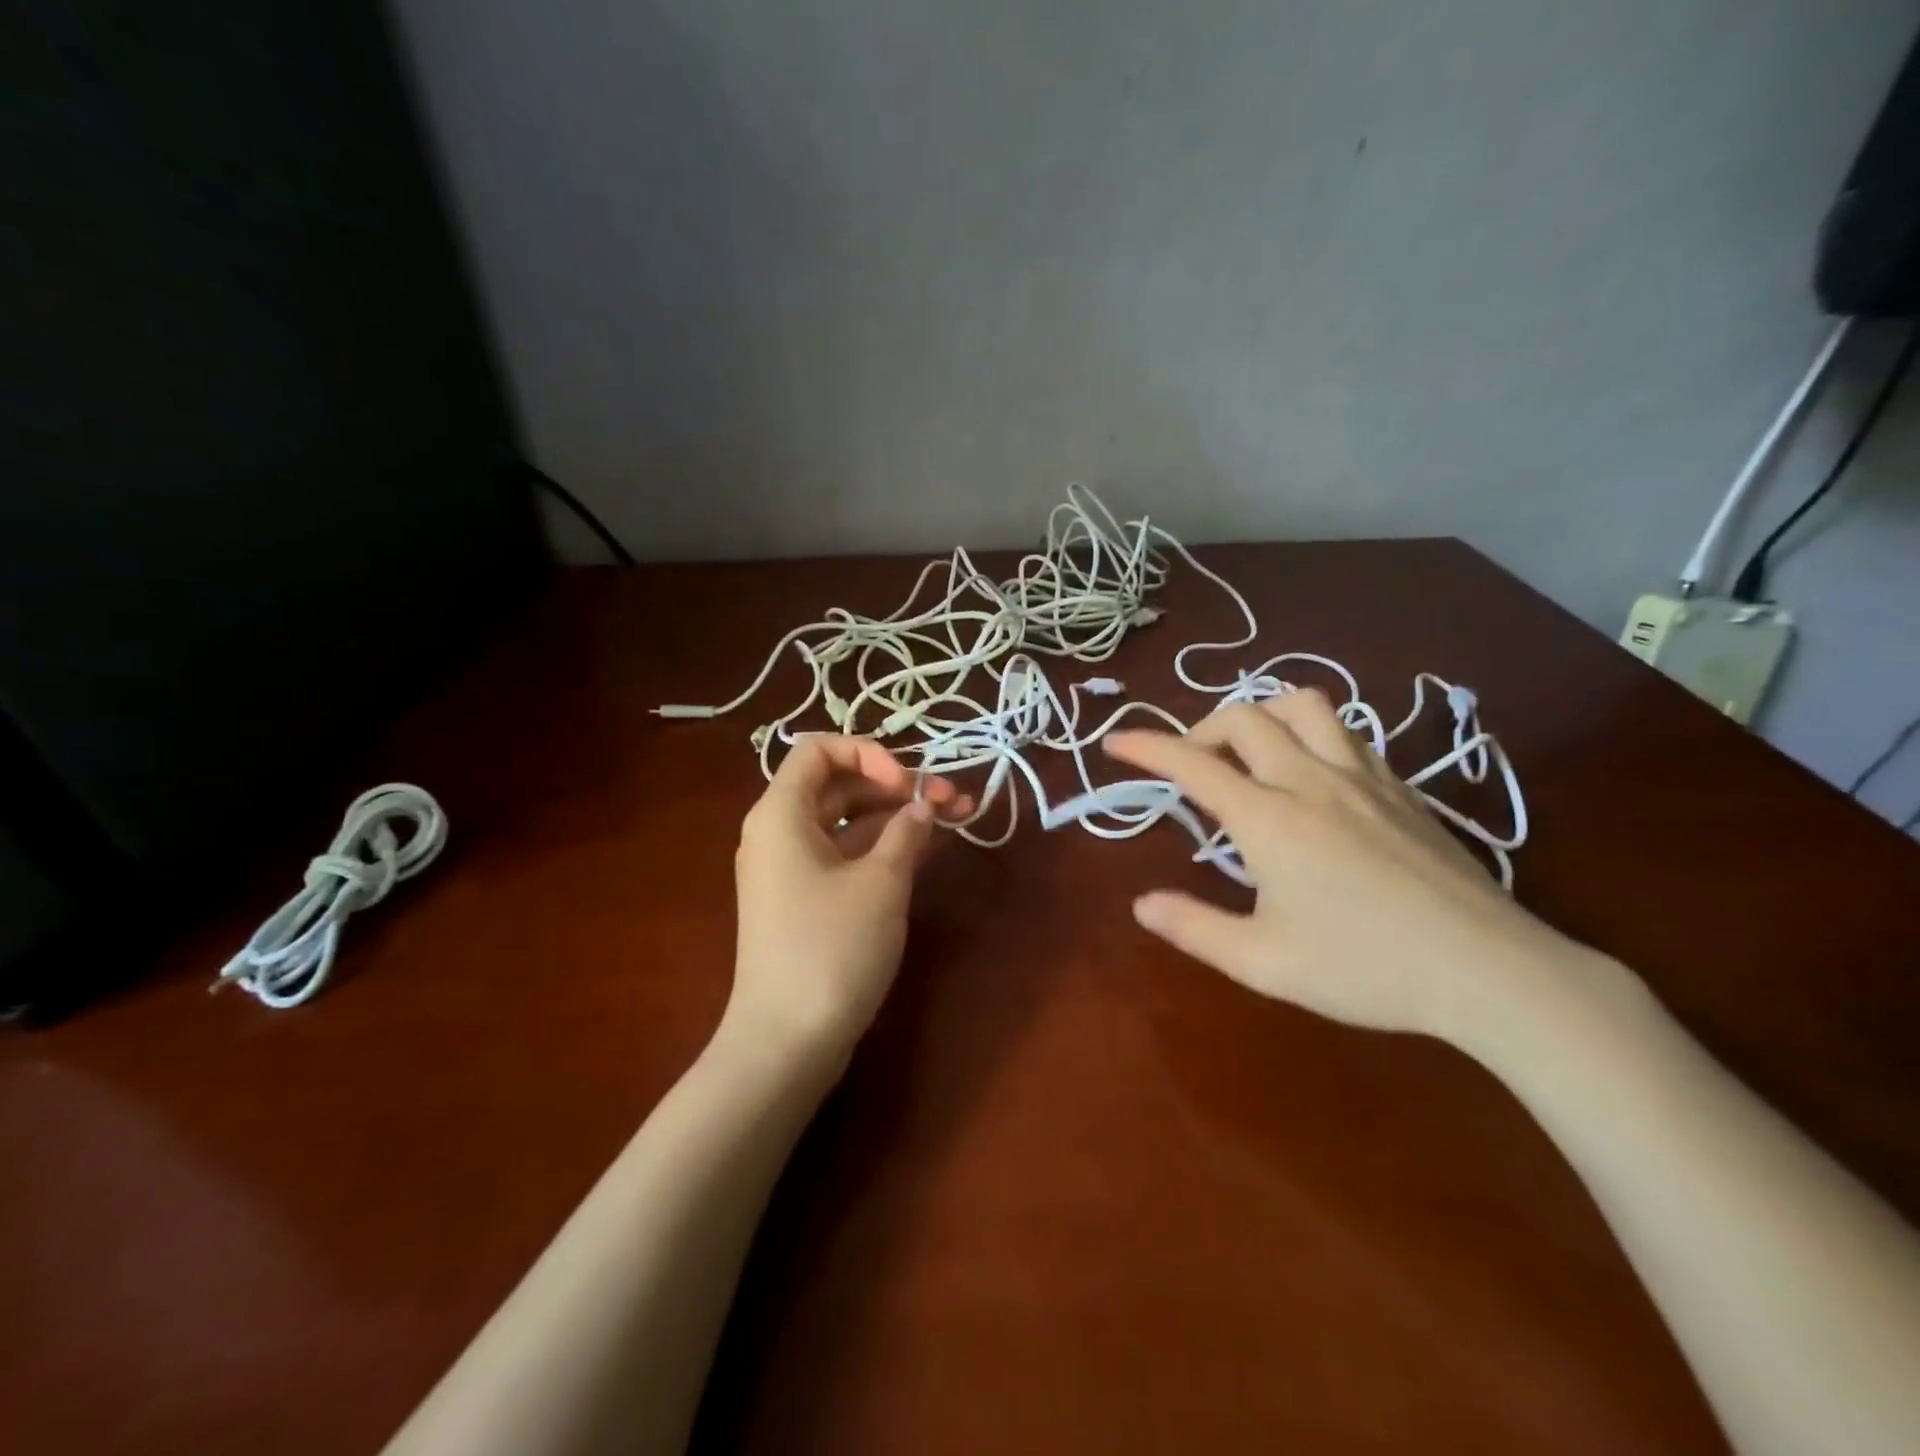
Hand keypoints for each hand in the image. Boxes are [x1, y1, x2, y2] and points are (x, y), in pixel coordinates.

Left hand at [726, 735, 968, 1064]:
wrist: (787, 1042)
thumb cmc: (830, 948)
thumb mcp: (880, 882)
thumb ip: (907, 832)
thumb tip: (923, 805)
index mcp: (781, 813)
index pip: (819, 750)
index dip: (868, 754)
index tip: (907, 785)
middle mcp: (781, 833)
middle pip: (840, 786)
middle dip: (898, 786)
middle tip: (953, 798)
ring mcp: (794, 870)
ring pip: (851, 824)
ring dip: (901, 817)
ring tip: (960, 816)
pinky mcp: (809, 902)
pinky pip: (849, 857)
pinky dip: (887, 849)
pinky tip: (934, 848)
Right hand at [1104, 691, 1590, 1046]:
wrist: (1490, 971)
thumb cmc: (1366, 968)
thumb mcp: (1263, 962)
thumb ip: (1193, 928)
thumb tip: (1141, 904)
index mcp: (1269, 817)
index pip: (1192, 764)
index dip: (1146, 746)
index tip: (1114, 741)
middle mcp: (1311, 780)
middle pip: (1244, 717)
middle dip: (1200, 729)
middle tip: (1188, 766)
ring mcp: (1363, 777)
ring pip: (1303, 707)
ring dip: (1261, 716)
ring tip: (1249, 753)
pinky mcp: (1401, 788)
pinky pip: (1345, 733)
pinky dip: (1309, 734)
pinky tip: (1311, 776)